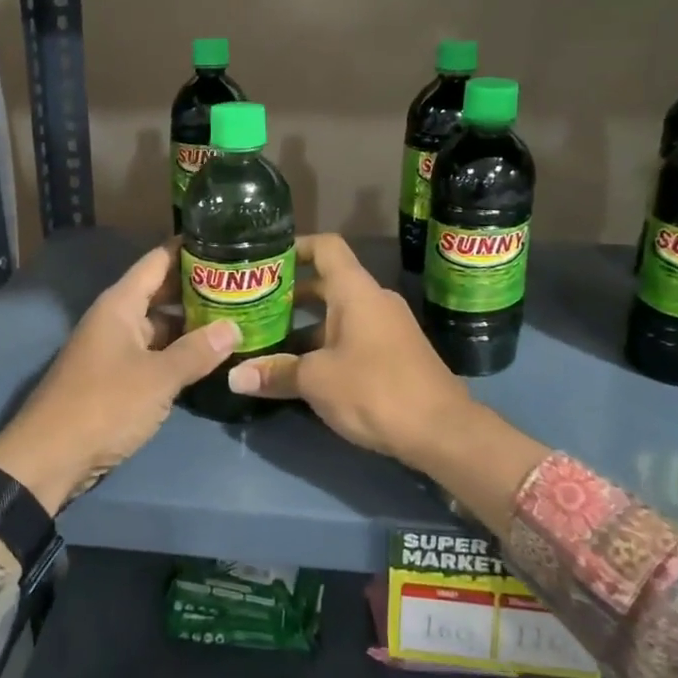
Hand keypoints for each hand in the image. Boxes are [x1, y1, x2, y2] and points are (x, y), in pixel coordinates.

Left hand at [0, 244, 237, 511]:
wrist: (49, 458)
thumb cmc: (103, 405)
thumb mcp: (158, 378)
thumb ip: (197, 351)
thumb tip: (234, 327)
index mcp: (120, 304)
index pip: (158, 260)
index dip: (190, 248)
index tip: (226, 239)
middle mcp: (116, 319)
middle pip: (161, 291)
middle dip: (198, 287)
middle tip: (241, 282)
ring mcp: (114, 349)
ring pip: (159, 325)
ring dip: (191, 323)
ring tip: (235, 316)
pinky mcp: (116, 378)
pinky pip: (153, 353)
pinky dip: (178, 351)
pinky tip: (209, 356)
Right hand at [227, 234, 472, 462]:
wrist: (443, 431)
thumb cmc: (375, 390)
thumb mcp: (316, 381)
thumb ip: (275, 373)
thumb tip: (234, 377)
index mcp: (355, 291)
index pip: (325, 247)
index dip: (295, 247)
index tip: (265, 260)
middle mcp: (372, 300)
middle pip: (326, 282)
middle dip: (290, 295)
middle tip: (254, 307)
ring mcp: (387, 327)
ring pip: (338, 314)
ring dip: (305, 325)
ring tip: (268, 342)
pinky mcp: (394, 353)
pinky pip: (352, 335)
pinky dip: (325, 344)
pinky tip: (301, 370)